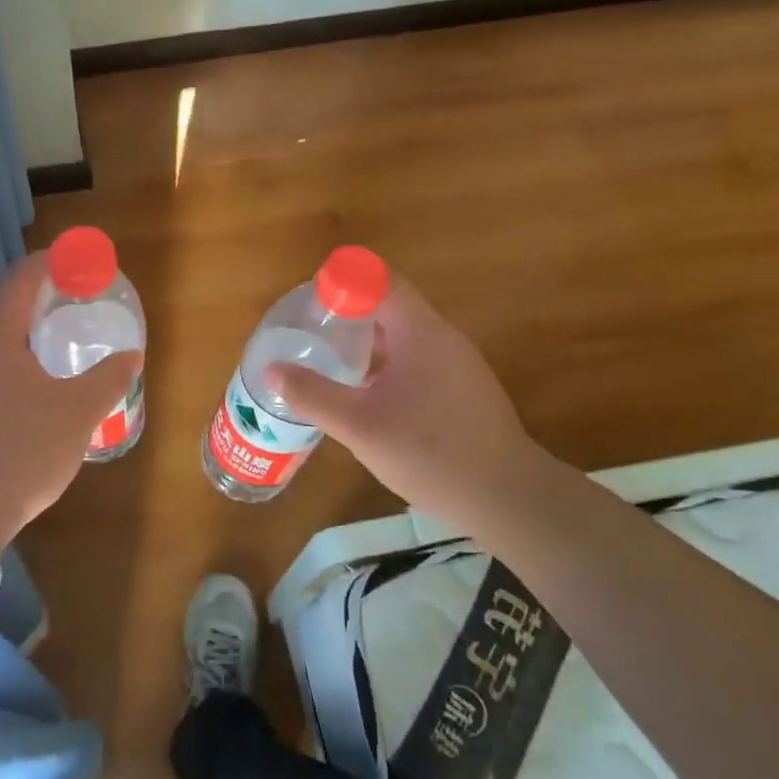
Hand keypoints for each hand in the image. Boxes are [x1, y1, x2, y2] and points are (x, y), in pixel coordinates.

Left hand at [0, 252, 141, 553]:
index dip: (57, 261)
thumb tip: (132, 355)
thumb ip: (109, 378)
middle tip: (80, 301)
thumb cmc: (24, 450)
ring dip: (24, 325)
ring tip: (60, 338)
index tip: (87, 264)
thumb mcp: (79, 413)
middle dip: (43, 293)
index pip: (25, 275)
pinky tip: (29, 379)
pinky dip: (9, 352)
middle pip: (5, 299)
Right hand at [266, 275, 551, 536]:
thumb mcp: (359, 426)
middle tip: (309, 332)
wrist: (506, 497)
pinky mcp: (462, 387)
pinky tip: (364, 392)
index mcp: (420, 332)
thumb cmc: (430, 452)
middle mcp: (442, 337)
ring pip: (402, 334)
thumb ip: (313, 395)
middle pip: (389, 304)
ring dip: (365, 339)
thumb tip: (272, 371)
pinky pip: (416, 358)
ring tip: (328, 360)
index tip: (309, 303)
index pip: (379, 281)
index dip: (342, 282)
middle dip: (347, 312)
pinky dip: (385, 362)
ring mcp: (457, 363)